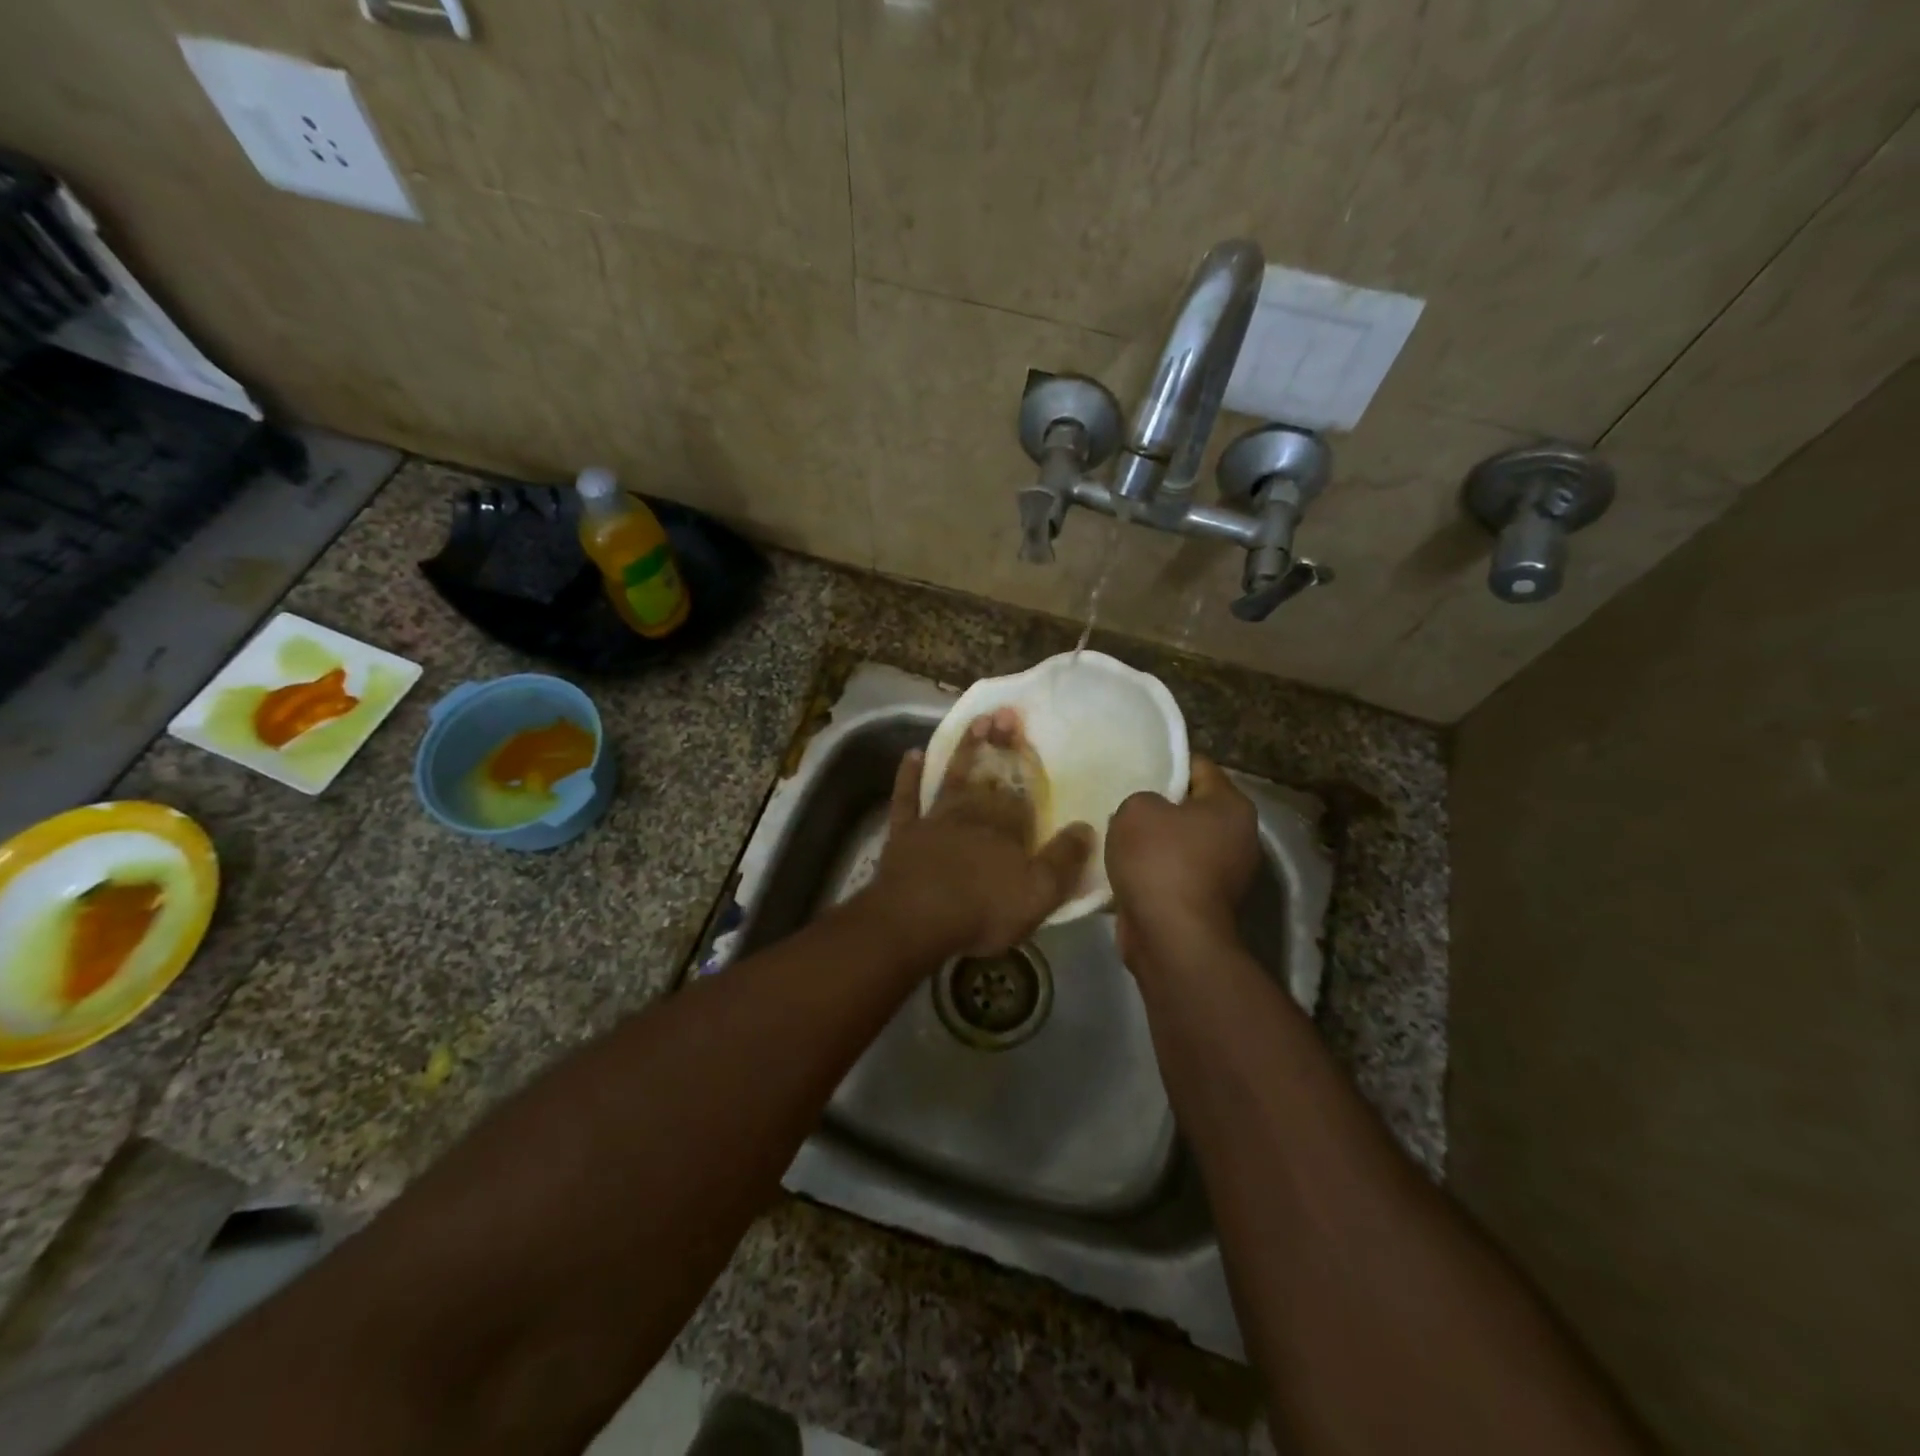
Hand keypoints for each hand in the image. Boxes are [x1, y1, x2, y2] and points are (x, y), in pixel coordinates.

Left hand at [862, 710, 1093, 959]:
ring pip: (953, 777)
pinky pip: (907, 798)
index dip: (1025, 761)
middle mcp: (973, 815)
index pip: (1021, 790)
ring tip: (976, 721)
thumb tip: (1086, 827)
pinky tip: (912, 754)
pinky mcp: (905, 833)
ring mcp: (935, 820)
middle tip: (1004, 713)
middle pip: (990, 776)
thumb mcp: (1038, 895)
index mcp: (1007, 829)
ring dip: (965, 751)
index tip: (1027, 730)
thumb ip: (1063, 860)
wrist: (915, 921)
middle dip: (999, 745)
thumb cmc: (981, 911)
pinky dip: (909, 776)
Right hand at [1106, 757, 1260, 967]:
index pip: (1199, 766)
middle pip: (1191, 807)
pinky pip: (1174, 875)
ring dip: (1153, 843)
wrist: (1172, 938)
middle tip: (1121, 802)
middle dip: (1158, 806)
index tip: (1135, 767)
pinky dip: (1152, 873)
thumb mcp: (1136, 809)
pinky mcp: (1206, 904)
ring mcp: (1226, 875)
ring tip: (1116, 836)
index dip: (1166, 763)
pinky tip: (1124, 870)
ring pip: (1181, 844)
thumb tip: (1147, 815)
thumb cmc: (1160, 861)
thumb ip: (1141, 798)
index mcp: (1232, 806)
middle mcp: (1239, 838)